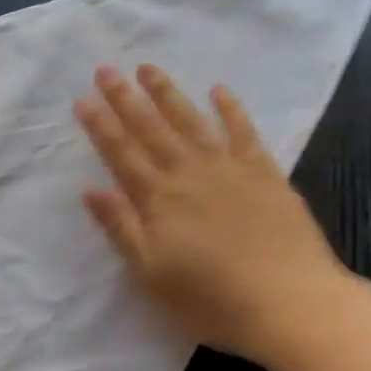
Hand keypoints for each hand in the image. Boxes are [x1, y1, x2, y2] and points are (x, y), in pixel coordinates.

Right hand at [73, 63, 353, 364]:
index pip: (122, 154)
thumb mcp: (151, 273)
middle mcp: (190, 174)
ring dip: (169, 94)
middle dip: (126, 99)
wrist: (288, 302)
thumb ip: (122, 229)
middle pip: (152, 129)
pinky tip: (219, 91)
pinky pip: (244, 132)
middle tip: (107, 69)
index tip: (82, 99)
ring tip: (149, 68)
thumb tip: (91, 190)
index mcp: (159, 200)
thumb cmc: (210, 299)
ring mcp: (230, 169)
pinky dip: (231, 110)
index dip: (101, 126)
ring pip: (192, 122)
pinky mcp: (266, 174)